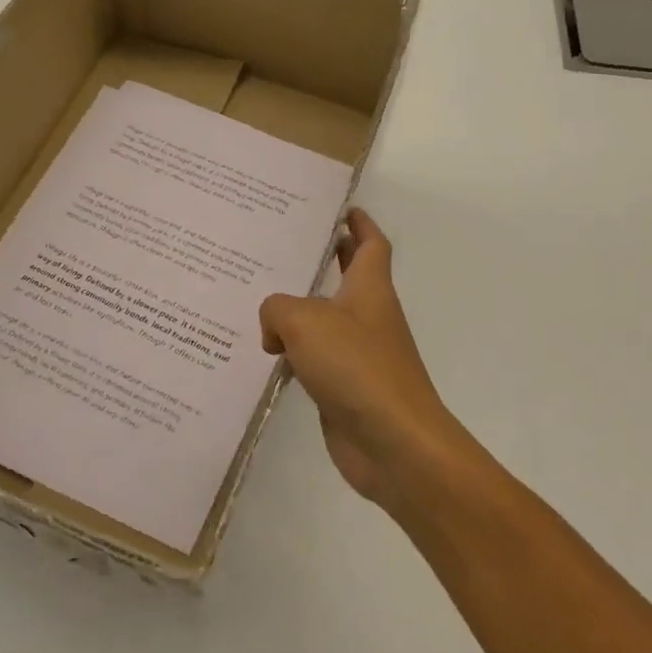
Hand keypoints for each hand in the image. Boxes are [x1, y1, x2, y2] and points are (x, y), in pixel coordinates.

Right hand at [260, 208, 464, 505]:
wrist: (393, 444)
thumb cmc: (356, 367)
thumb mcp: (305, 321)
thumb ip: (277, 309)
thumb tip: (274, 331)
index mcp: (370, 288)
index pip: (370, 243)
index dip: (359, 223)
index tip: (341, 208)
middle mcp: (367, 316)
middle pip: (348, 277)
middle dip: (326, 259)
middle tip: (284, 245)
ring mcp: (358, 354)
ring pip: (324, 320)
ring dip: (299, 309)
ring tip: (257, 296)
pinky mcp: (345, 387)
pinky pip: (314, 359)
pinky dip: (293, 352)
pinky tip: (263, 354)